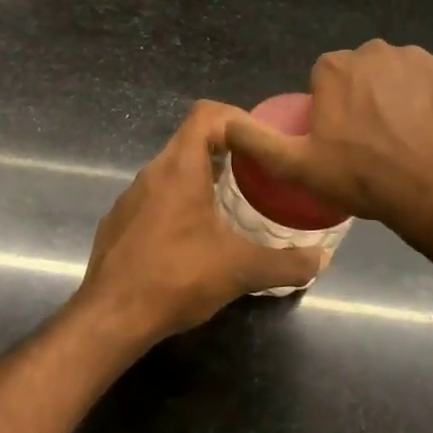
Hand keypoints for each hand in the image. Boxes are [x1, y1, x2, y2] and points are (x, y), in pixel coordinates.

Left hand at [75, 101, 323, 344]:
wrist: (110, 319)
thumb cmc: (177, 278)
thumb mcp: (241, 270)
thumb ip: (286, 263)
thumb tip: (322, 259)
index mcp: (179, 168)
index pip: (206, 114)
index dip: (237, 118)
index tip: (262, 143)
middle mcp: (152, 173)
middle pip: (191, 140)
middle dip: (227, 151)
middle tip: (258, 175)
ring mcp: (131, 198)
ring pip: (172, 171)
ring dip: (203, 179)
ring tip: (232, 206)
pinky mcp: (119, 222)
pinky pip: (155, 198)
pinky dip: (180, 204)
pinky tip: (194, 239)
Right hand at [222, 40, 432, 237]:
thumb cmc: (365, 177)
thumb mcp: (299, 166)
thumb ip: (256, 141)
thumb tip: (220, 120)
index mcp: (334, 68)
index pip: (323, 81)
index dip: (329, 111)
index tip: (340, 142)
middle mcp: (374, 51)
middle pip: (360, 74)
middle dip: (362, 99)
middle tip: (372, 144)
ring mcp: (417, 58)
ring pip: (396, 76)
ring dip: (396, 98)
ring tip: (404, 141)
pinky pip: (430, 82)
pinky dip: (428, 101)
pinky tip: (432, 132)